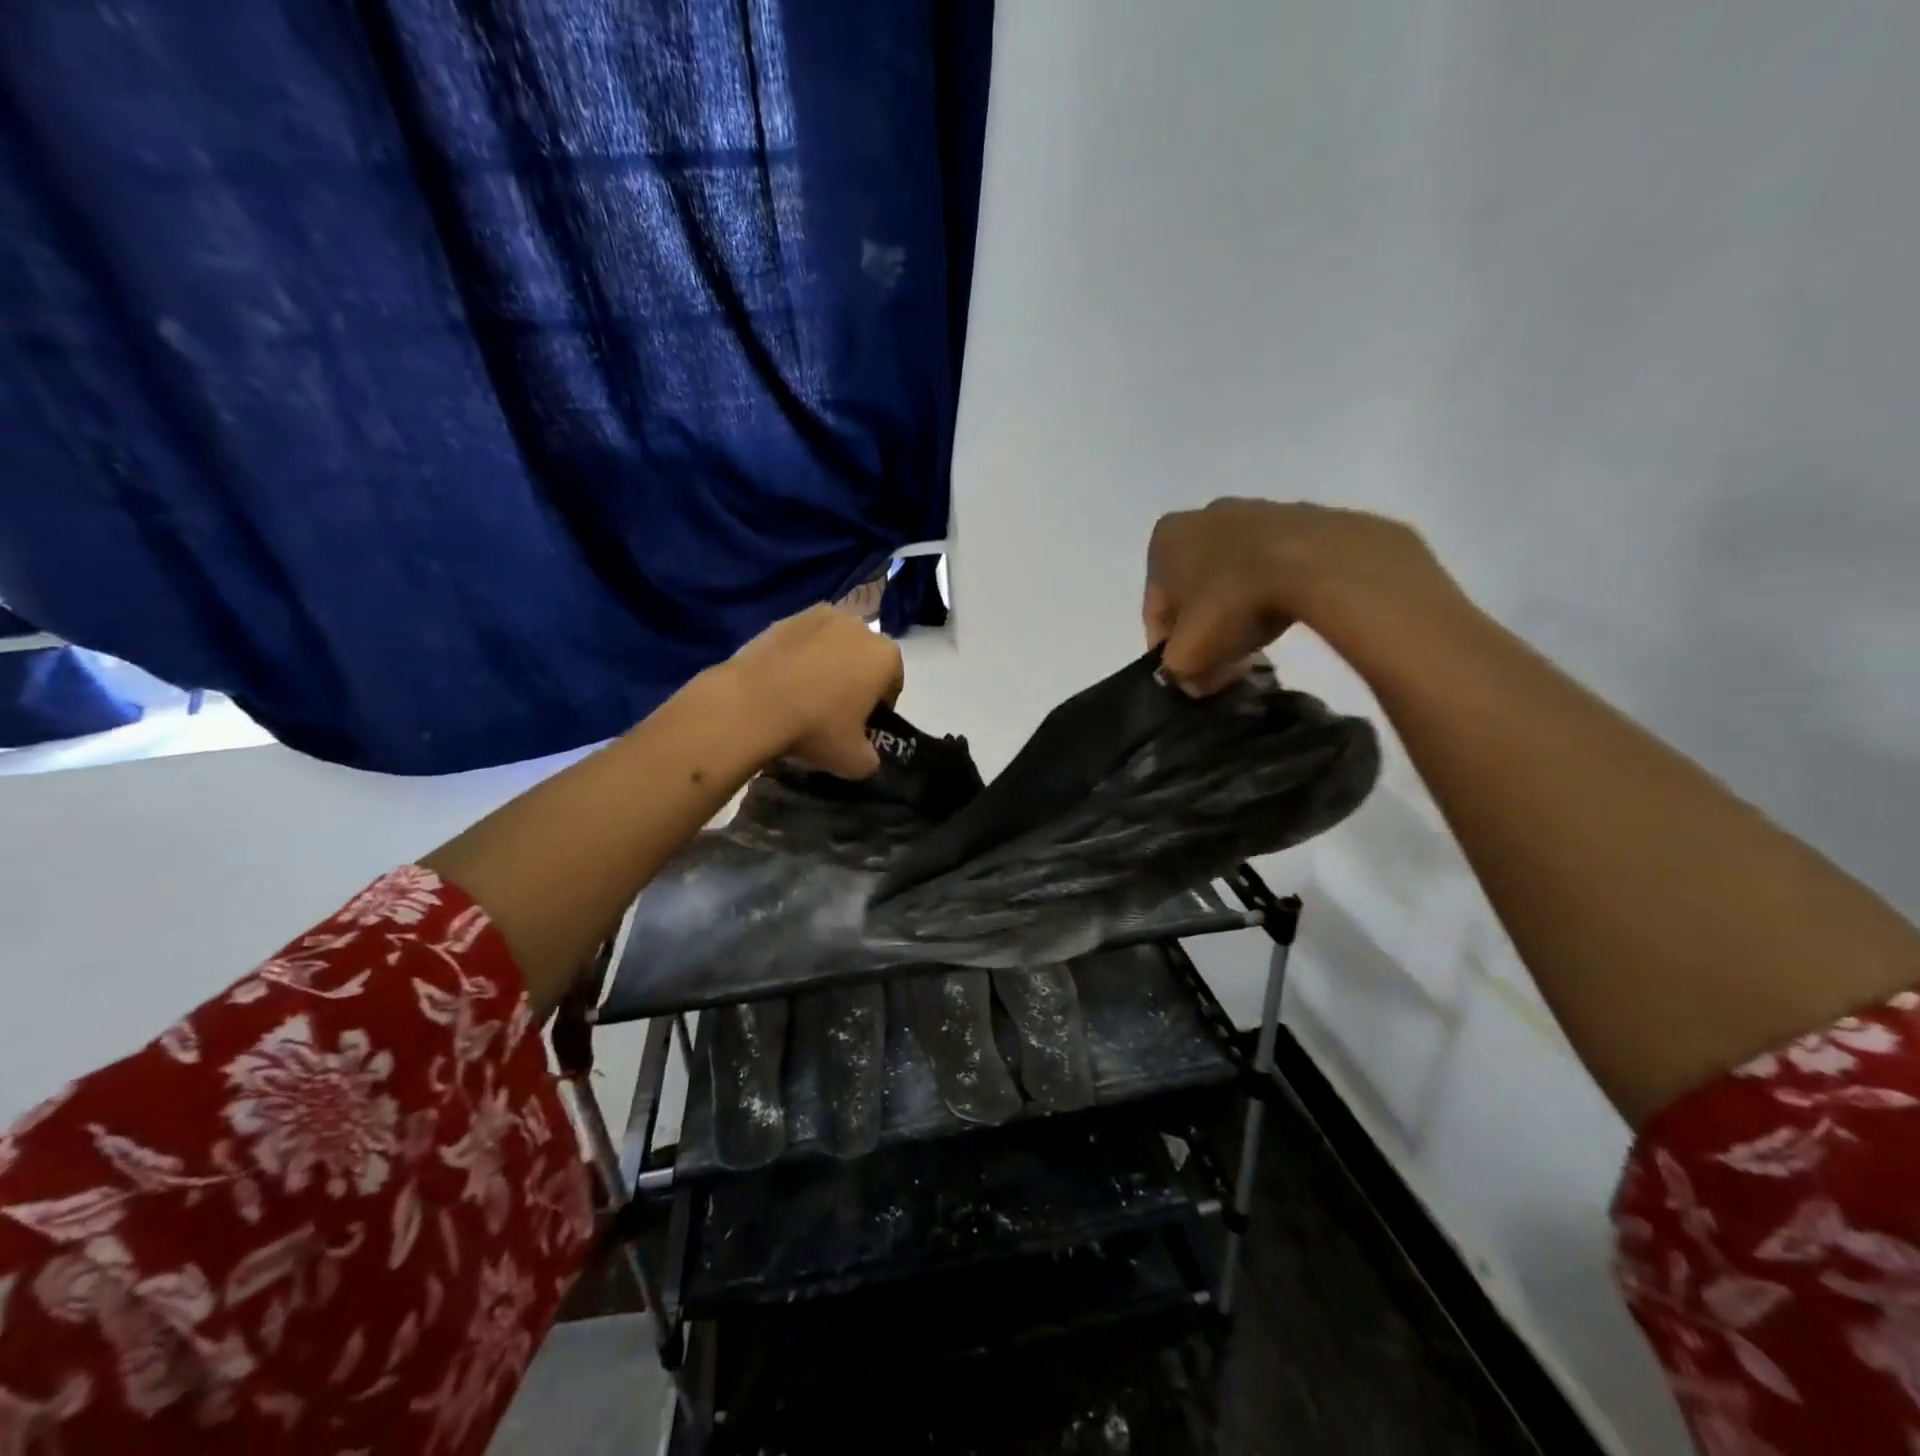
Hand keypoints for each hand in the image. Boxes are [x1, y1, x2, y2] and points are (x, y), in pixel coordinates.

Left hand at [722, 604, 904, 778]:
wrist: (751, 705)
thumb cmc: (816, 728)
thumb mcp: (855, 762)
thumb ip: (870, 758)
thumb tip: (864, 755)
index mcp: (885, 655)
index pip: (893, 683)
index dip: (880, 708)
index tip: (862, 727)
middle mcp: (858, 626)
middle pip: (863, 658)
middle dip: (855, 680)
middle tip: (834, 713)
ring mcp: (819, 616)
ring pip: (832, 646)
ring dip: (826, 666)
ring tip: (804, 696)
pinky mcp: (783, 619)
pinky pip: (801, 642)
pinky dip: (797, 658)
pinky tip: (781, 685)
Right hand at [1144, 499, 1456, 692]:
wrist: (1313, 563)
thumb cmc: (1231, 603)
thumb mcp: (1188, 656)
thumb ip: (1177, 672)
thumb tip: (1192, 681)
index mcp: (1164, 540)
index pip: (1156, 610)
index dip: (1170, 651)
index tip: (1192, 675)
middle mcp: (1201, 516)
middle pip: (1193, 590)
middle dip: (1205, 627)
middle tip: (1222, 661)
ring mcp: (1252, 510)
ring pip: (1232, 576)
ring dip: (1237, 609)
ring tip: (1257, 643)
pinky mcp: (1297, 517)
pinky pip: (1271, 565)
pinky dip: (1270, 591)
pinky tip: (1282, 616)